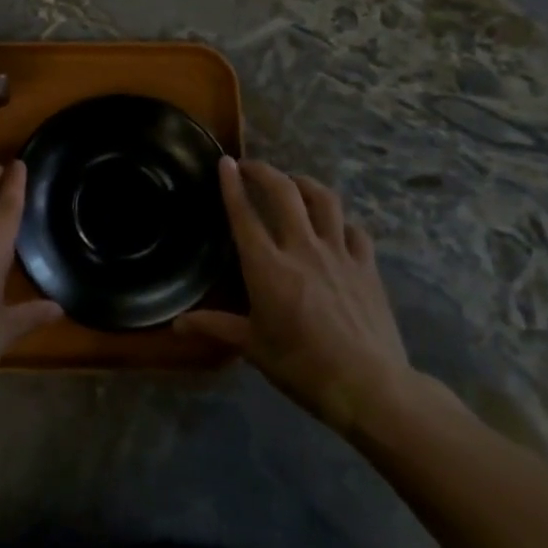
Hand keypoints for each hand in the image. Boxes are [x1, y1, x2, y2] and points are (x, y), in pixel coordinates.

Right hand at [178, 157, 421, 437]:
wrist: (369, 386)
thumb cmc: (302, 367)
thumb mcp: (254, 348)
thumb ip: (217, 327)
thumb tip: (177, 325)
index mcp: (267, 267)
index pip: (244, 214)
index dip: (232, 184)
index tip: (225, 162)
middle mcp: (301, 248)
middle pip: (283, 193)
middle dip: (265, 172)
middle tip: (251, 167)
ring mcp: (339, 253)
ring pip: (323, 200)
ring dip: (304, 184)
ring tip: (293, 183)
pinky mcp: (367, 266)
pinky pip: (354, 230)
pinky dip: (340, 221)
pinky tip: (335, 226)